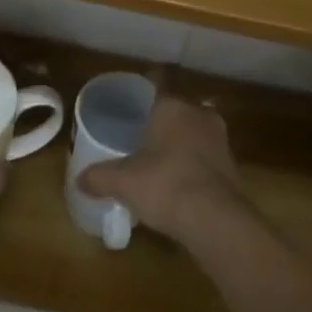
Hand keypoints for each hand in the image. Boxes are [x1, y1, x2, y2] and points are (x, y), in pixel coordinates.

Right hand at [78, 96, 244, 247]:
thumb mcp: (124, 182)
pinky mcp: (233, 164)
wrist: (215, 219)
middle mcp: (198, 113)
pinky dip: (196, 167)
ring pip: (194, 135)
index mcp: (172, 106)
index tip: (130, 118)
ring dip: (182, 147)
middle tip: (142, 144)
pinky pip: (207, 158)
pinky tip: (183, 185)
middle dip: (162, 127)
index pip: (154, 92)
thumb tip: (78, 179)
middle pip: (176, 113)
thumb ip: (100, 177)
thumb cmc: (165, 185)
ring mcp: (220, 138)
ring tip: (162, 166)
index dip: (141, 105)